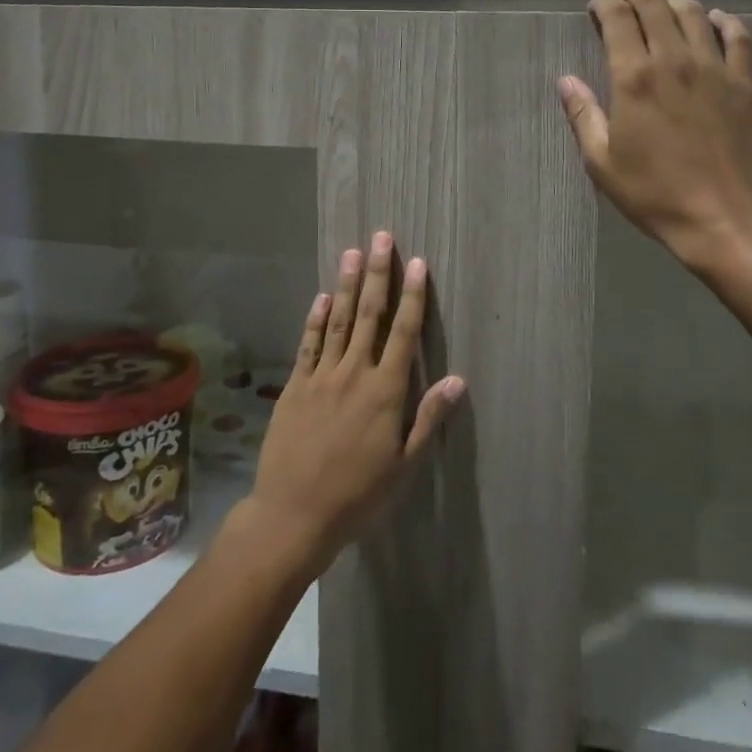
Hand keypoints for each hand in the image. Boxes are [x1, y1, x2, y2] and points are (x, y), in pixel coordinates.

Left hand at [244, 233, 465, 575]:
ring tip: (353, 252)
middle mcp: (354, 373)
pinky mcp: (295, 386)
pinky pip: (308, 344)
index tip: (417, 263)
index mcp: (385, 392)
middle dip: (377, 274)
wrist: (293, 515)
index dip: (412, 295)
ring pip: (337, 321)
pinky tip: (321, 297)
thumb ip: (428, 418)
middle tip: (381, 237)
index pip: (404, 332)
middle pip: (369, 314)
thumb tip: (458, 379)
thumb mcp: (403, 465)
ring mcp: (321, 377)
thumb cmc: (357, 495)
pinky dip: (315, 319)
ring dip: (345, 284)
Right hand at [559, 0, 751, 270]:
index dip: (605, 5)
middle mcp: (674, 60)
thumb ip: (582, 115)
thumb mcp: (601, 162)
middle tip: (625, 1)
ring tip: (662, 6)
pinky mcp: (745, 83)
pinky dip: (724, 21)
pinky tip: (715, 21)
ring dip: (673, 2)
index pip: (618, 19)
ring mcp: (714, 68)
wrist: (723, 218)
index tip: (597, 8)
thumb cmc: (653, 193)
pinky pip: (738, 36)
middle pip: (655, 5)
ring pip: (694, 13)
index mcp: (634, 78)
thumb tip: (565, 80)